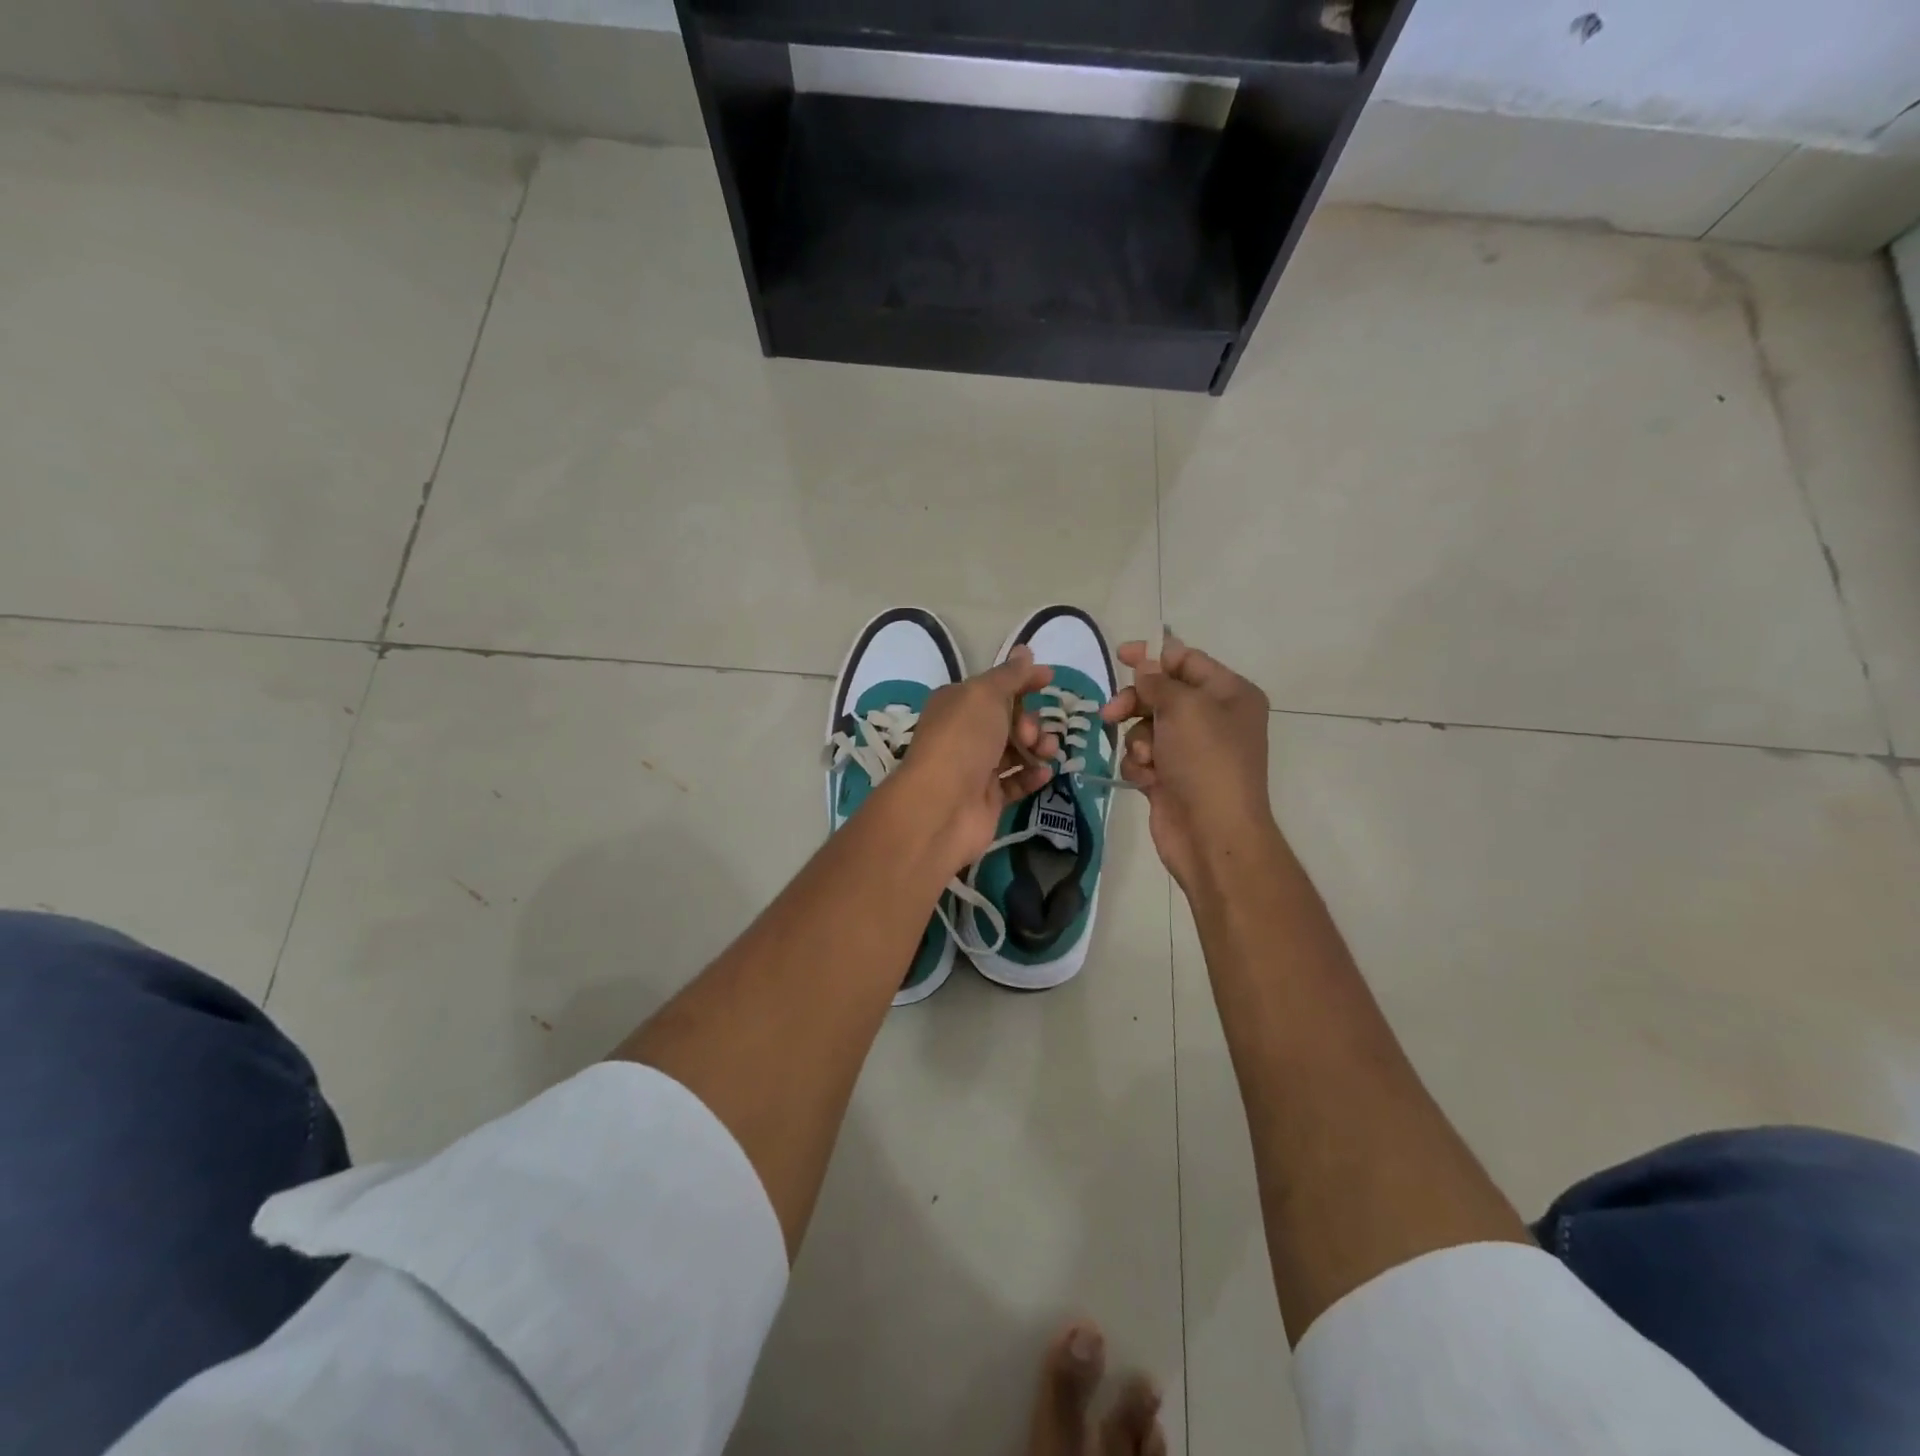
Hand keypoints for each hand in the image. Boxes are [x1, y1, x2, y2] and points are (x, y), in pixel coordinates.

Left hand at [890, 646, 1060, 872]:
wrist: (942, 806)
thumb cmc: (962, 740)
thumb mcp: (985, 695)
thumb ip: (1010, 675)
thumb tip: (1025, 651)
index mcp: (957, 703)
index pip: (995, 686)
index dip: (1023, 680)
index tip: (1050, 679)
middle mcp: (964, 733)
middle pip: (1009, 719)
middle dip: (1030, 720)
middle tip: (1031, 733)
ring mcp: (975, 767)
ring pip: (1016, 750)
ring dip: (1037, 747)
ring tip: (1046, 753)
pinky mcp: (987, 798)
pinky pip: (1016, 781)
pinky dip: (1032, 776)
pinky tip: (1043, 774)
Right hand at [1100, 632, 1276, 890]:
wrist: (1212, 834)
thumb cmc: (1206, 761)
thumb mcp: (1184, 707)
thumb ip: (1158, 681)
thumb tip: (1144, 666)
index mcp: (1230, 694)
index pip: (1187, 660)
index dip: (1153, 656)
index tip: (1120, 655)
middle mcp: (1213, 718)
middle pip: (1161, 694)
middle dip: (1135, 702)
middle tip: (1111, 713)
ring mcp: (1191, 750)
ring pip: (1146, 727)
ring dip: (1137, 740)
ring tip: (1145, 759)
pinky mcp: (1170, 777)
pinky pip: (1142, 757)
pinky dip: (1139, 765)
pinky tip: (1148, 779)